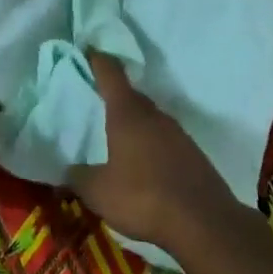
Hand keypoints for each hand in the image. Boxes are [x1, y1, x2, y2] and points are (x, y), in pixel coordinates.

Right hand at [70, 52, 239, 255]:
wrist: (204, 223)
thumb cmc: (143, 198)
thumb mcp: (98, 192)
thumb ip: (78, 177)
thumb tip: (68, 169)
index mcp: (128, 114)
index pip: (111, 74)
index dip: (98, 60)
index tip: (88, 50)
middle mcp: (154, 116)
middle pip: (132, 95)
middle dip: (114, 95)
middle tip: (96, 100)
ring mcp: (178, 134)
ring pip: (150, 118)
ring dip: (135, 122)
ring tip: (117, 137)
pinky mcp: (193, 155)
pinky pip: (165, 139)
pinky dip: (151, 144)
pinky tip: (143, 164)